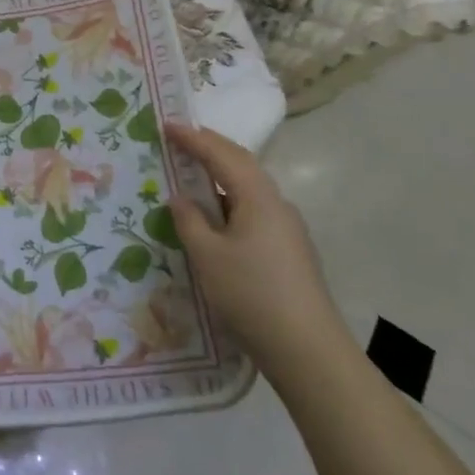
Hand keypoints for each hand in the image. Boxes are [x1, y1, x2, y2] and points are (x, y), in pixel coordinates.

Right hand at [166, 122, 344, 370]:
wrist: (308, 351)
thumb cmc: (251, 295)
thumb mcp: (207, 256)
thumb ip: (189, 221)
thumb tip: (180, 198)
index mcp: (258, 197)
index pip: (221, 154)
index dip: (192, 137)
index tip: (166, 123)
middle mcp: (277, 204)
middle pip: (241, 164)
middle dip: (210, 147)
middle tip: (180, 138)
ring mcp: (287, 228)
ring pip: (249, 188)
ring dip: (220, 175)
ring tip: (192, 173)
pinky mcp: (289, 251)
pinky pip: (253, 210)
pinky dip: (229, 200)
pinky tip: (215, 217)